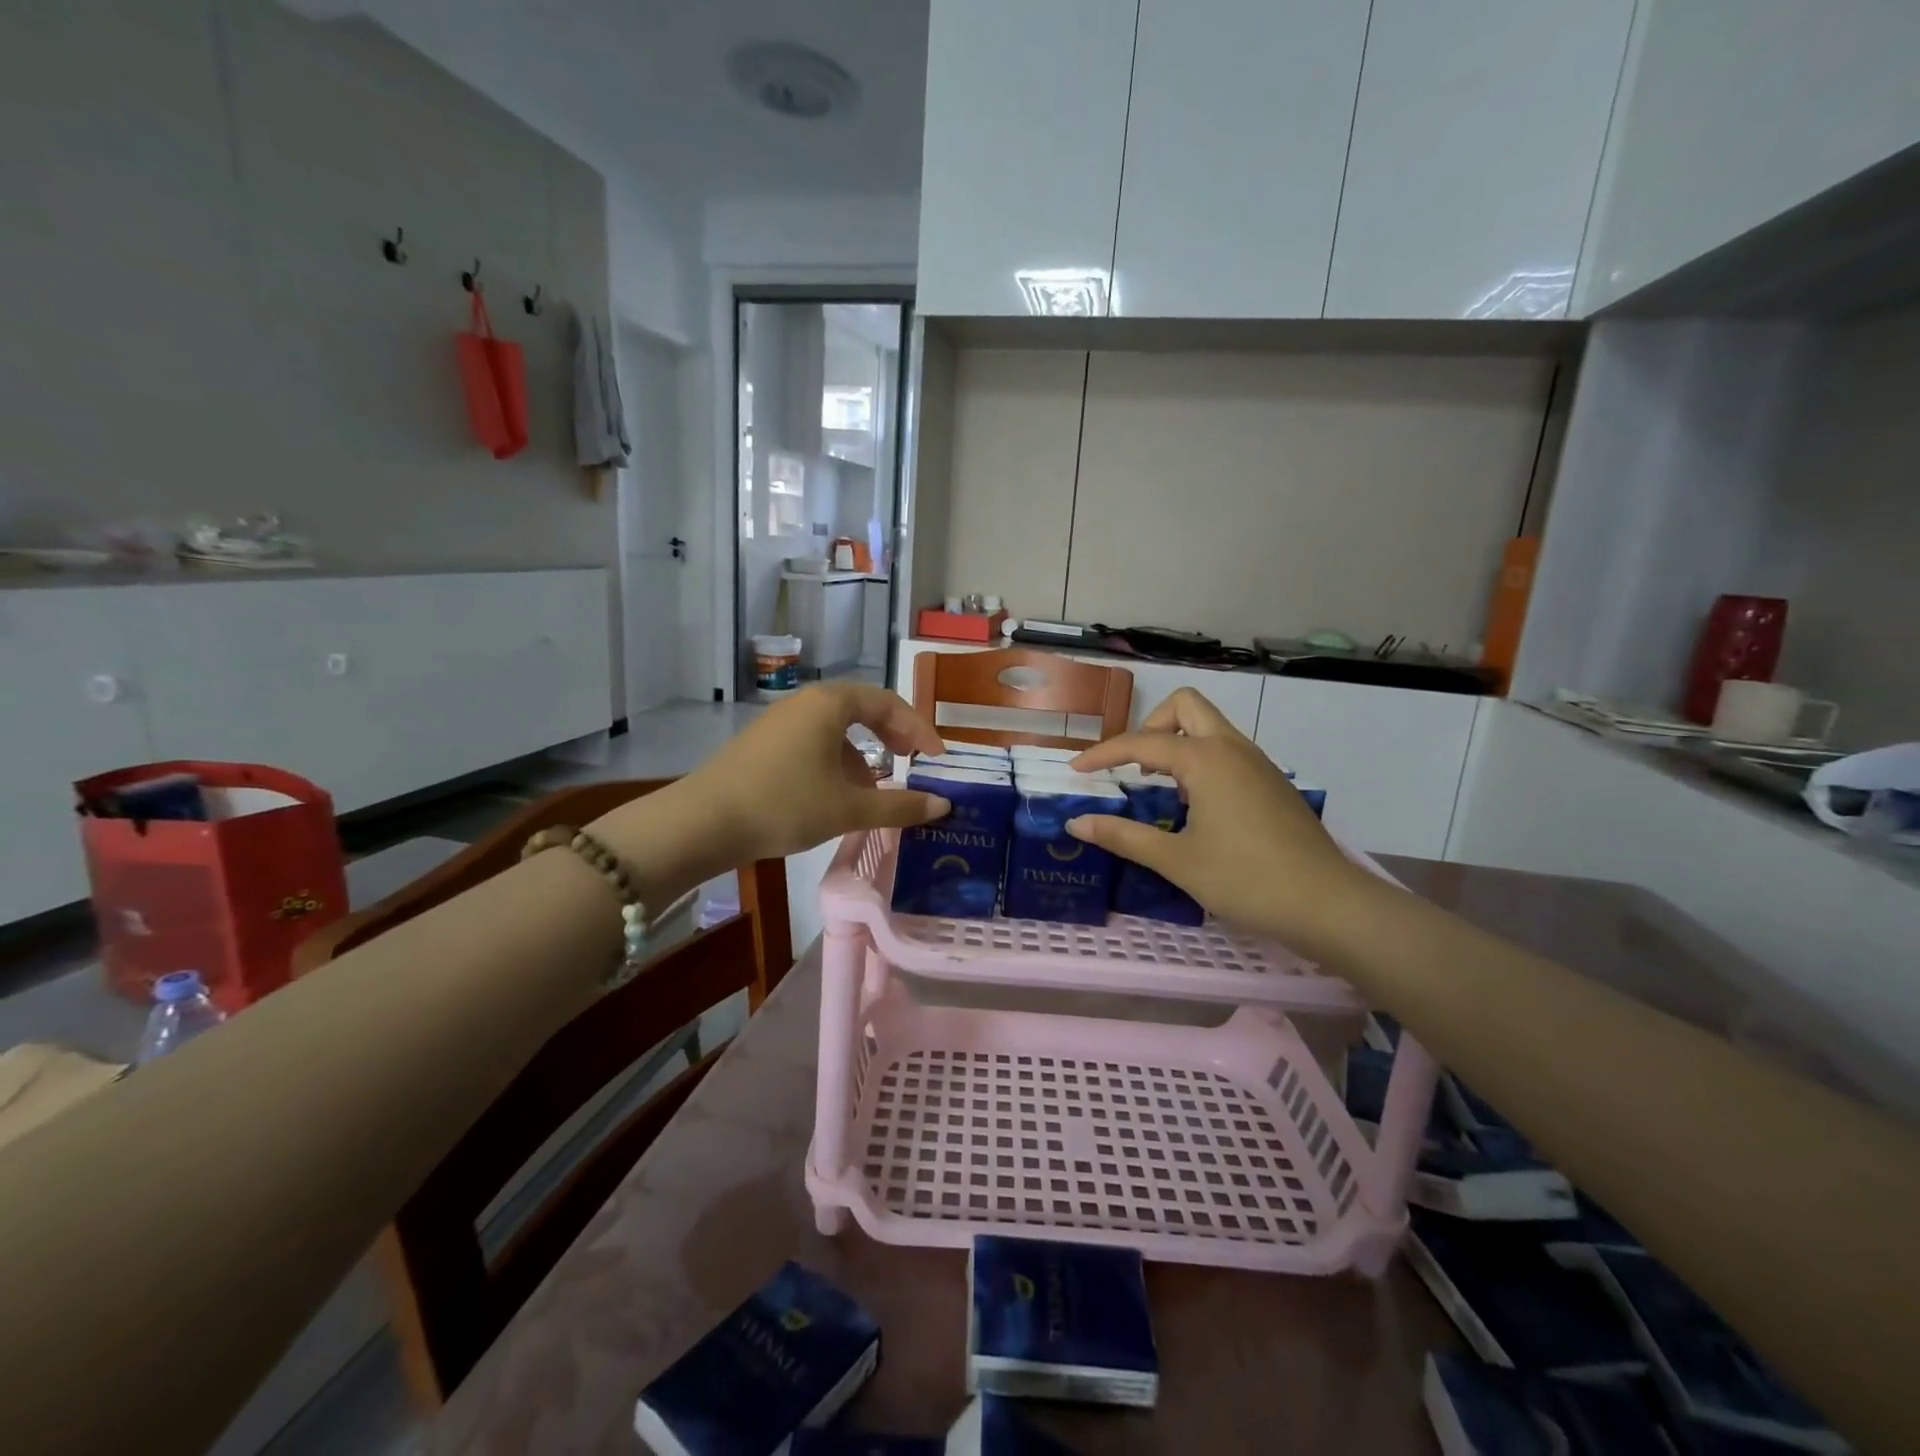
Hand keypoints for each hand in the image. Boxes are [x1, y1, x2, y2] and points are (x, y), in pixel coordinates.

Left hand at [663, 683, 948, 863]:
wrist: (703, 823)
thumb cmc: (784, 805)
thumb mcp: (848, 809)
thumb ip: (900, 806)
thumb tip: (943, 806)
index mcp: (830, 704)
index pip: (888, 702)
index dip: (918, 729)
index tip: (937, 760)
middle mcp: (805, 703)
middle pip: (862, 710)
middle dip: (892, 737)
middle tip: (911, 763)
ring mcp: (780, 722)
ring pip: (836, 730)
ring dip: (863, 755)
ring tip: (874, 792)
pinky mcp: (763, 744)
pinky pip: (813, 743)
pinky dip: (836, 763)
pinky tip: (835, 797)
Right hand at [1068, 689, 1373, 944]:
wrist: (1328, 904)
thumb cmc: (1246, 879)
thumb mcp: (1176, 860)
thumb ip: (1123, 836)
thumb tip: (1076, 823)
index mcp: (1206, 759)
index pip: (1142, 742)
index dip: (1103, 754)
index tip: (1076, 771)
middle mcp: (1232, 748)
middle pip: (1185, 707)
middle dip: (1151, 726)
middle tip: (1135, 767)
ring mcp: (1258, 763)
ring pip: (1210, 727)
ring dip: (1177, 743)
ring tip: (1161, 788)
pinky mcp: (1271, 782)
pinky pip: (1227, 750)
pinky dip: (1201, 760)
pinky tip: (1197, 806)